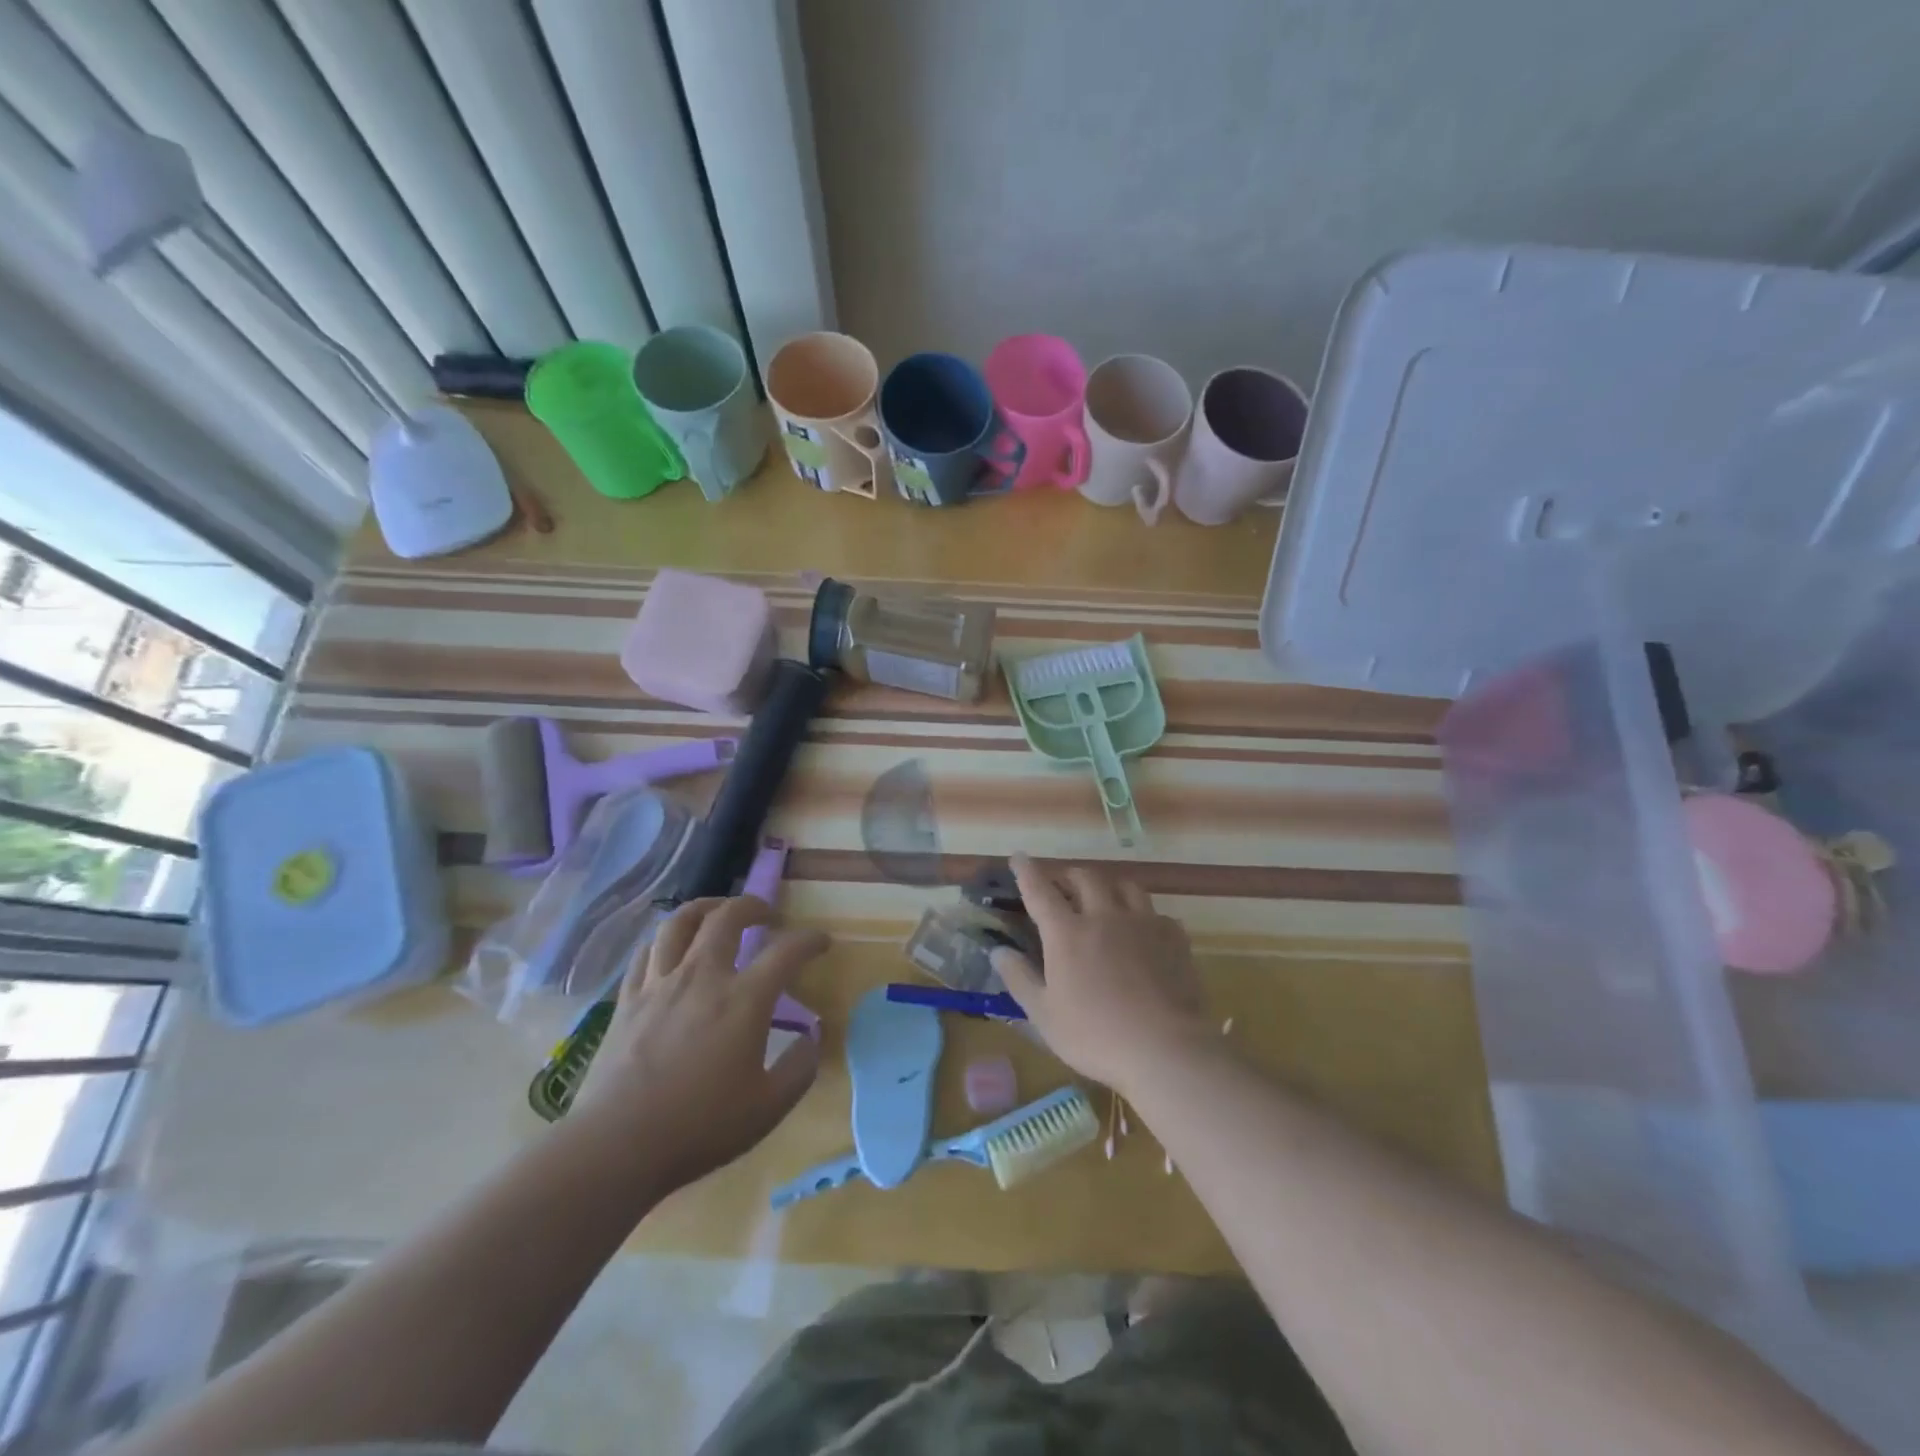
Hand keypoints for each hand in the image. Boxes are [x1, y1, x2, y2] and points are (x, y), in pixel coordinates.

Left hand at [571, 896, 826, 1190]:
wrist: (618, 1145)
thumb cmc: (701, 1127)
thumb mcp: (769, 1107)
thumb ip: (800, 1068)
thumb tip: (812, 1038)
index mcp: (744, 1000)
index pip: (786, 952)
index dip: (809, 941)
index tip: (821, 942)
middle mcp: (703, 977)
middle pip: (727, 917)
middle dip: (752, 905)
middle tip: (766, 914)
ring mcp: (660, 984)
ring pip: (679, 922)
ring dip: (705, 908)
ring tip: (717, 913)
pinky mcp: (628, 999)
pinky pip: (646, 951)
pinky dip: (665, 939)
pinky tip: (671, 948)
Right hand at [991, 855, 1211, 1092]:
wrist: (1165, 1049)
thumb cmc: (1095, 1036)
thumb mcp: (1044, 1015)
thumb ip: (1019, 978)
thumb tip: (998, 951)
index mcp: (1067, 933)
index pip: (1040, 891)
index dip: (1027, 871)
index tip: (1018, 856)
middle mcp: (1104, 916)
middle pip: (1085, 878)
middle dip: (1069, 876)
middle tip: (1063, 885)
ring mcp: (1143, 923)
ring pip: (1125, 886)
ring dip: (1109, 886)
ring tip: (1105, 897)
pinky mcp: (1173, 937)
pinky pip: (1157, 913)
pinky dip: (1144, 915)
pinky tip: (1144, 931)